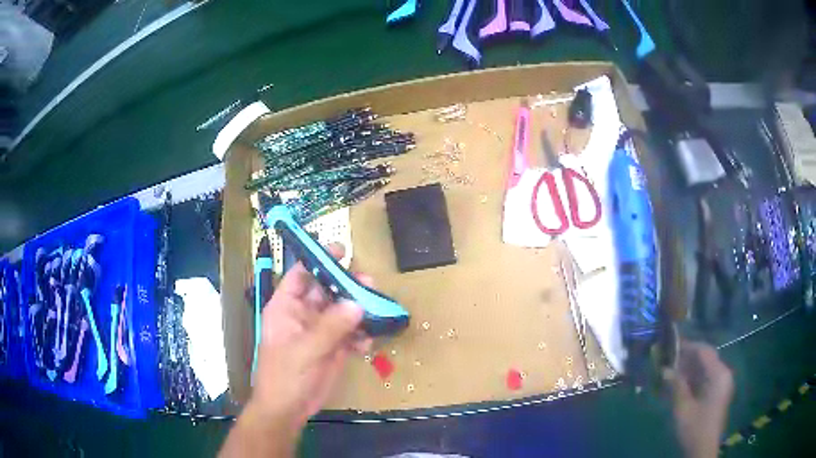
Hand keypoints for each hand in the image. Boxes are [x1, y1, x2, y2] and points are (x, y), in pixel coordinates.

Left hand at [220, 244, 370, 457]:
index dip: (318, 260)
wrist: (289, 409)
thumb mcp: (304, 350)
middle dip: (347, 285)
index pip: (301, 274)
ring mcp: (320, 332)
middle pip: (327, 290)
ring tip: (377, 309)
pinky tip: (368, 343)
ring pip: (342, 311)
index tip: (341, 250)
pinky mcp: (334, 348)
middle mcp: (304, 314)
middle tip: (369, 281)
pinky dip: (362, 335)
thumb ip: (330, 327)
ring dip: (359, 309)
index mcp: (287, 307)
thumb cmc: (285, 376)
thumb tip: (357, 304)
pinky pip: (351, 334)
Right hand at [664, 340, 733, 457]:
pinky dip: (694, 379)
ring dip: (690, 369)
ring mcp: (722, 384)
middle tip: (670, 360)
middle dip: (688, 358)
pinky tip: (681, 385)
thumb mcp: (682, 408)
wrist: (703, 450)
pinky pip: (707, 379)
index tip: (672, 345)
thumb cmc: (694, 428)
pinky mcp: (718, 393)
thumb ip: (676, 385)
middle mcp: (724, 374)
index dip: (688, 346)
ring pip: (706, 368)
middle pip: (706, 358)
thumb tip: (665, 369)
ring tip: (673, 372)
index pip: (704, 351)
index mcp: (719, 374)